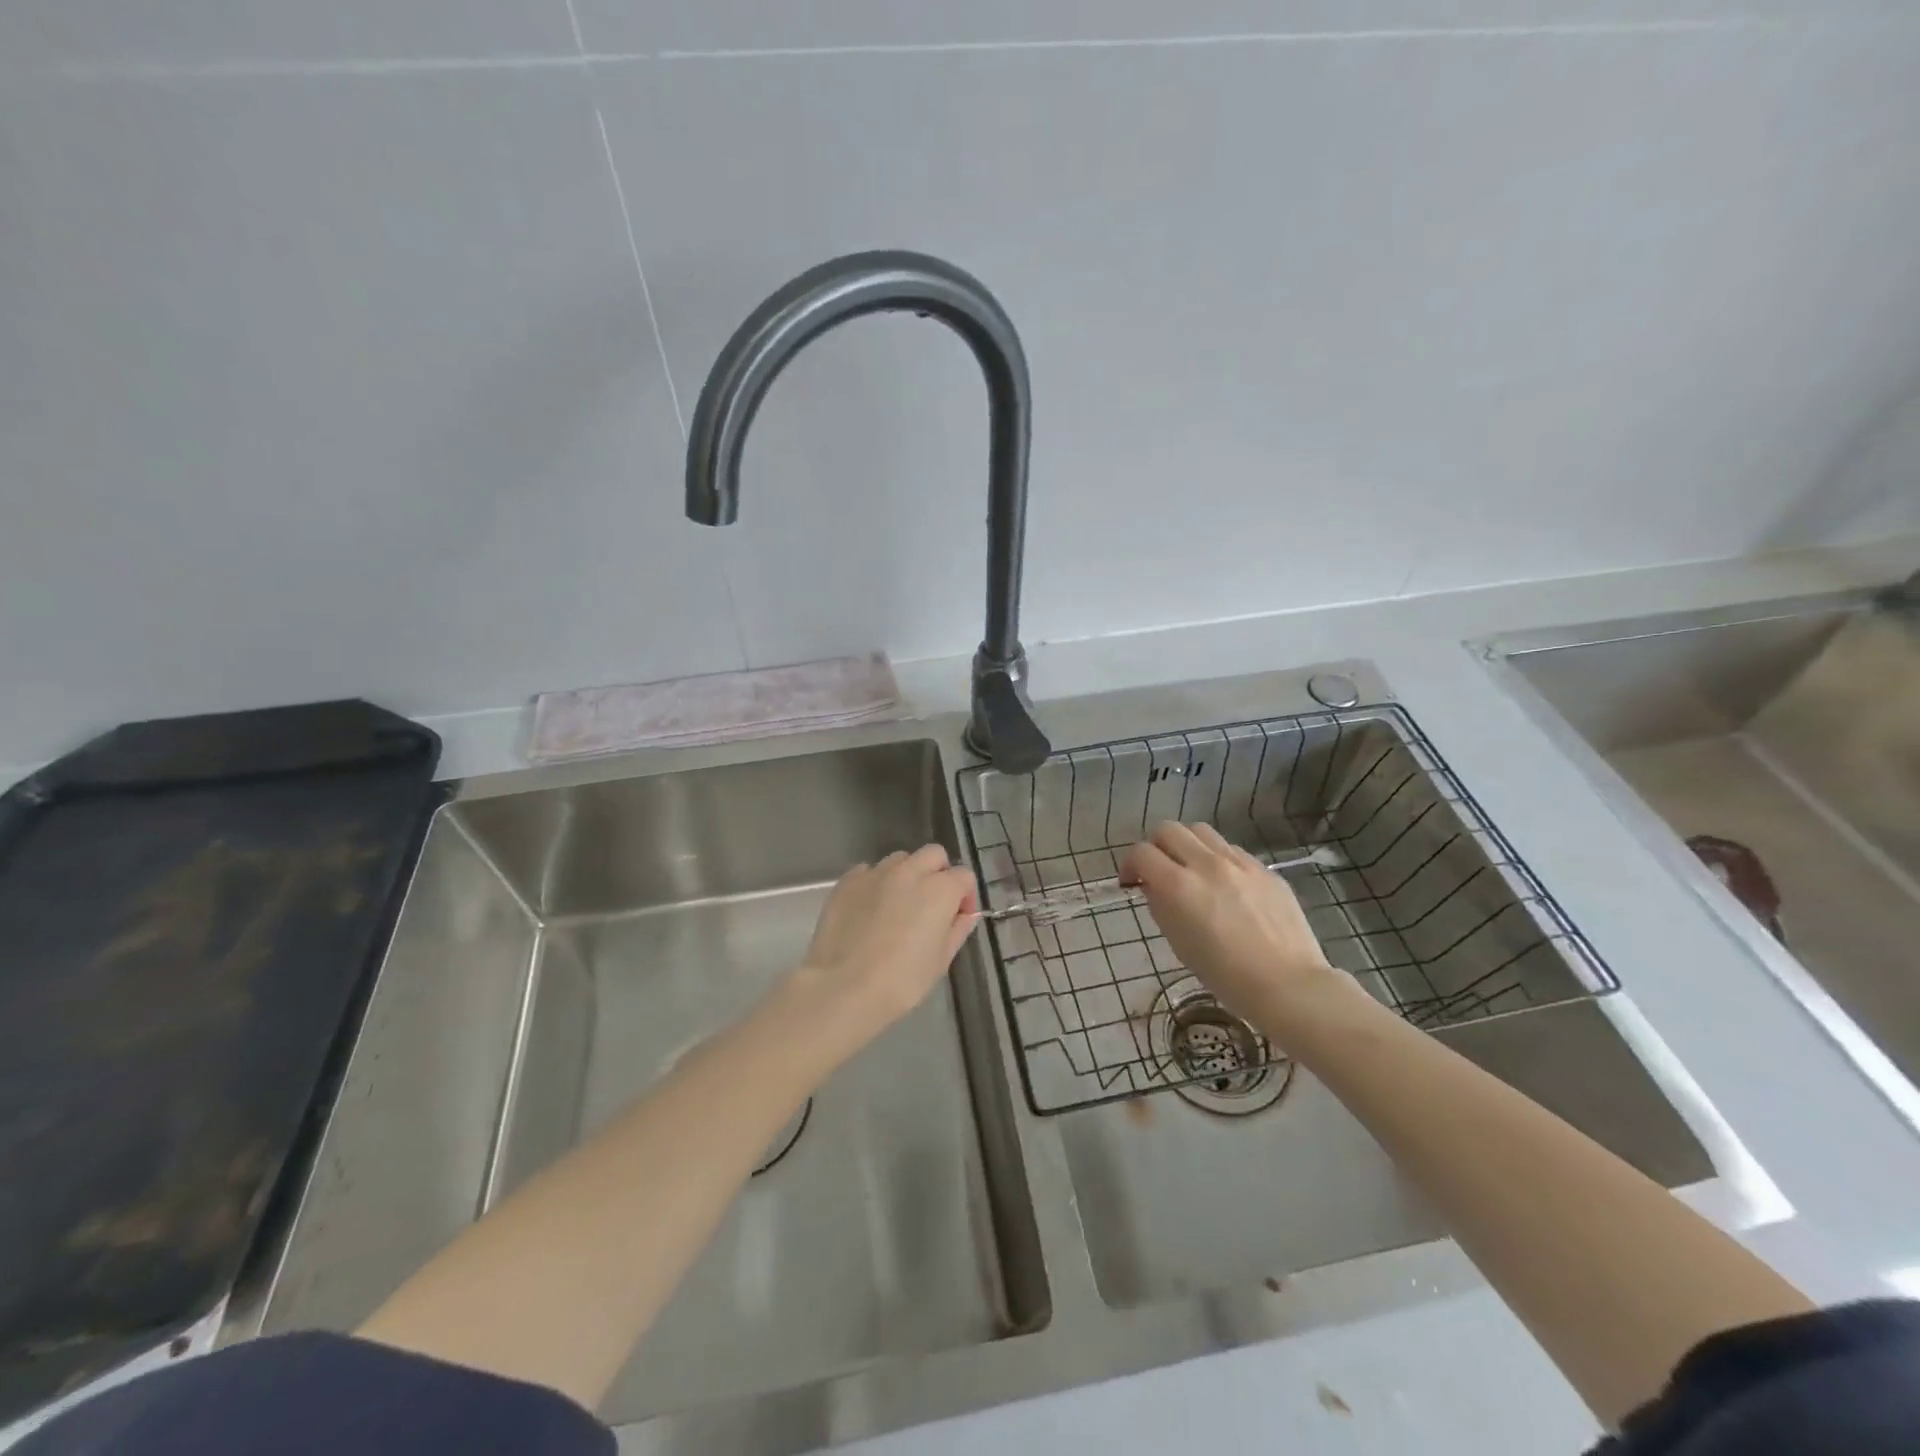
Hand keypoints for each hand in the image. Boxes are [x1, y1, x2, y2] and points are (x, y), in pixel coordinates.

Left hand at [776, 845, 978, 1064]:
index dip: (966, 896)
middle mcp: (909, 871)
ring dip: (906, 875)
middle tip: (932, 904)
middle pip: (933, 855)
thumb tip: (965, 916)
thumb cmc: (901, 981)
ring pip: (900, 859)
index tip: (958, 918)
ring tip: (898, 905)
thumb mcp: (940, 961)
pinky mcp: (847, 881)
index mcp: (939, 890)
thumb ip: (957, 931)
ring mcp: (875, 873)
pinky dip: (875, 883)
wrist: (842, 988)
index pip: (964, 876)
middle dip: (938, 873)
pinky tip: (869, 909)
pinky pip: (868, 871)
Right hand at [1122, 822, 1340, 1036]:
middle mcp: (1207, 864)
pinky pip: (1231, 849)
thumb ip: (1161, 906)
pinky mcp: (1264, 869)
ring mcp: (1239, 863)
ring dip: (1187, 845)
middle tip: (1159, 870)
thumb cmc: (1226, 976)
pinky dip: (1217, 858)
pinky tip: (1225, 885)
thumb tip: (1154, 886)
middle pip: (1169, 830)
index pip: (1141, 852)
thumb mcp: (1179, 943)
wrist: (1288, 985)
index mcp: (1179, 886)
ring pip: (1201, 831)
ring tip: (1192, 870)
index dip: (1130, 864)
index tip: (1132, 882)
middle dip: (1156, 847)